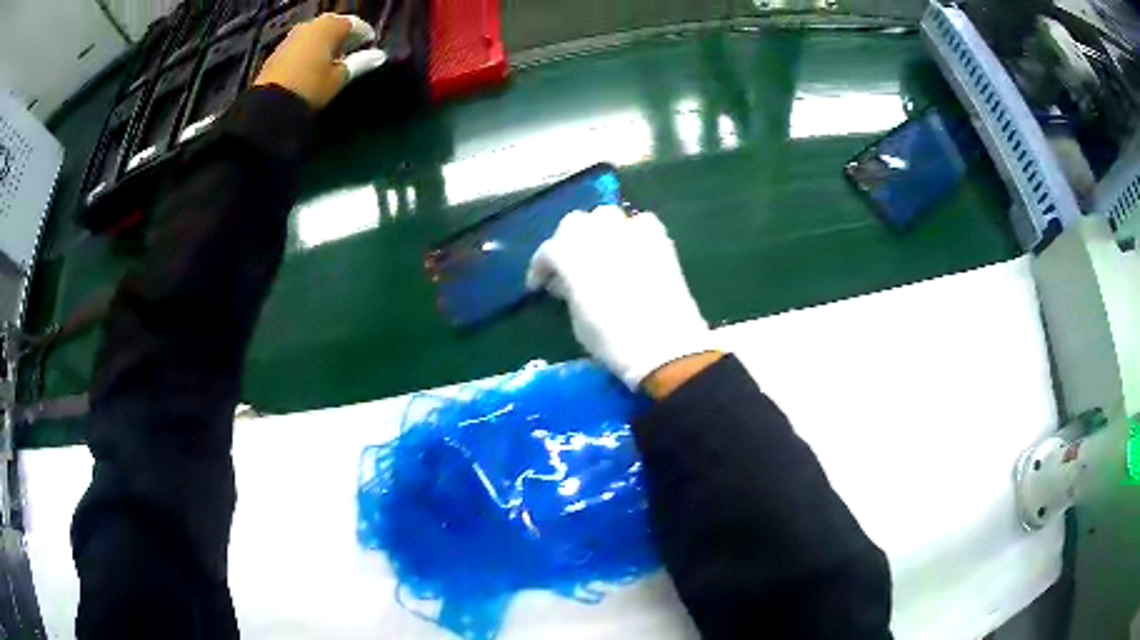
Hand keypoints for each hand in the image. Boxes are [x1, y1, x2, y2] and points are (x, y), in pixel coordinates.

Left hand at [253, 13, 386, 108]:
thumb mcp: (338, 78)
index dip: (364, 34)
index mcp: (330, 26)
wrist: (269, 106)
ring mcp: (292, 36)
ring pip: (315, 34)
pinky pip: (300, 44)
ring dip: (324, 43)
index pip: (354, 24)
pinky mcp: (278, 51)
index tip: (369, 45)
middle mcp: (311, 25)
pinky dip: (309, 50)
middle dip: (342, 36)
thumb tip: (379, 56)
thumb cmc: (310, 88)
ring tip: (330, 59)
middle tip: (351, 50)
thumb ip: (360, 63)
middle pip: (332, 25)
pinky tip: (311, 65)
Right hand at [527, 205, 716, 390]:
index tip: (539, 285)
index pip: (547, 251)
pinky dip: (631, 232)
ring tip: (601, 252)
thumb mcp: (577, 320)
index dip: (540, 267)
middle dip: (567, 241)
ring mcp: (630, 232)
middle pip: (574, 223)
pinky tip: (632, 250)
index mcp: (570, 256)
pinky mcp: (659, 239)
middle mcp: (597, 235)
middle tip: (570, 265)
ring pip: (605, 215)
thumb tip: (566, 281)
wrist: (665, 346)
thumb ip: (568, 290)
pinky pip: (640, 223)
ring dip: (598, 230)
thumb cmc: (613, 341)